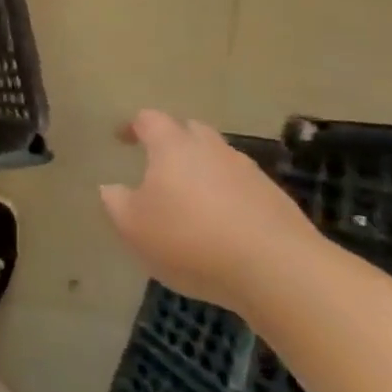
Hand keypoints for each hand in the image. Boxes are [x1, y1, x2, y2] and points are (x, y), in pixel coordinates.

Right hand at [98, 110, 316, 315]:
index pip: (149, 120)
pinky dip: (228, 197)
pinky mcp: (277, 201)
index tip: (121, 140)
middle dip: (173, 141)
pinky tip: (222, 226)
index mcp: (173, 147)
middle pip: (190, 131)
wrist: (278, 271)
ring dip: (203, 171)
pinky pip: (242, 188)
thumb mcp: (132, 226)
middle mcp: (212, 149)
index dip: (133, 126)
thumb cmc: (190, 239)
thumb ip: (115, 201)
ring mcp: (250, 173)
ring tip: (190, 199)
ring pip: (219, 159)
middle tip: (157, 164)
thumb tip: (112, 187)